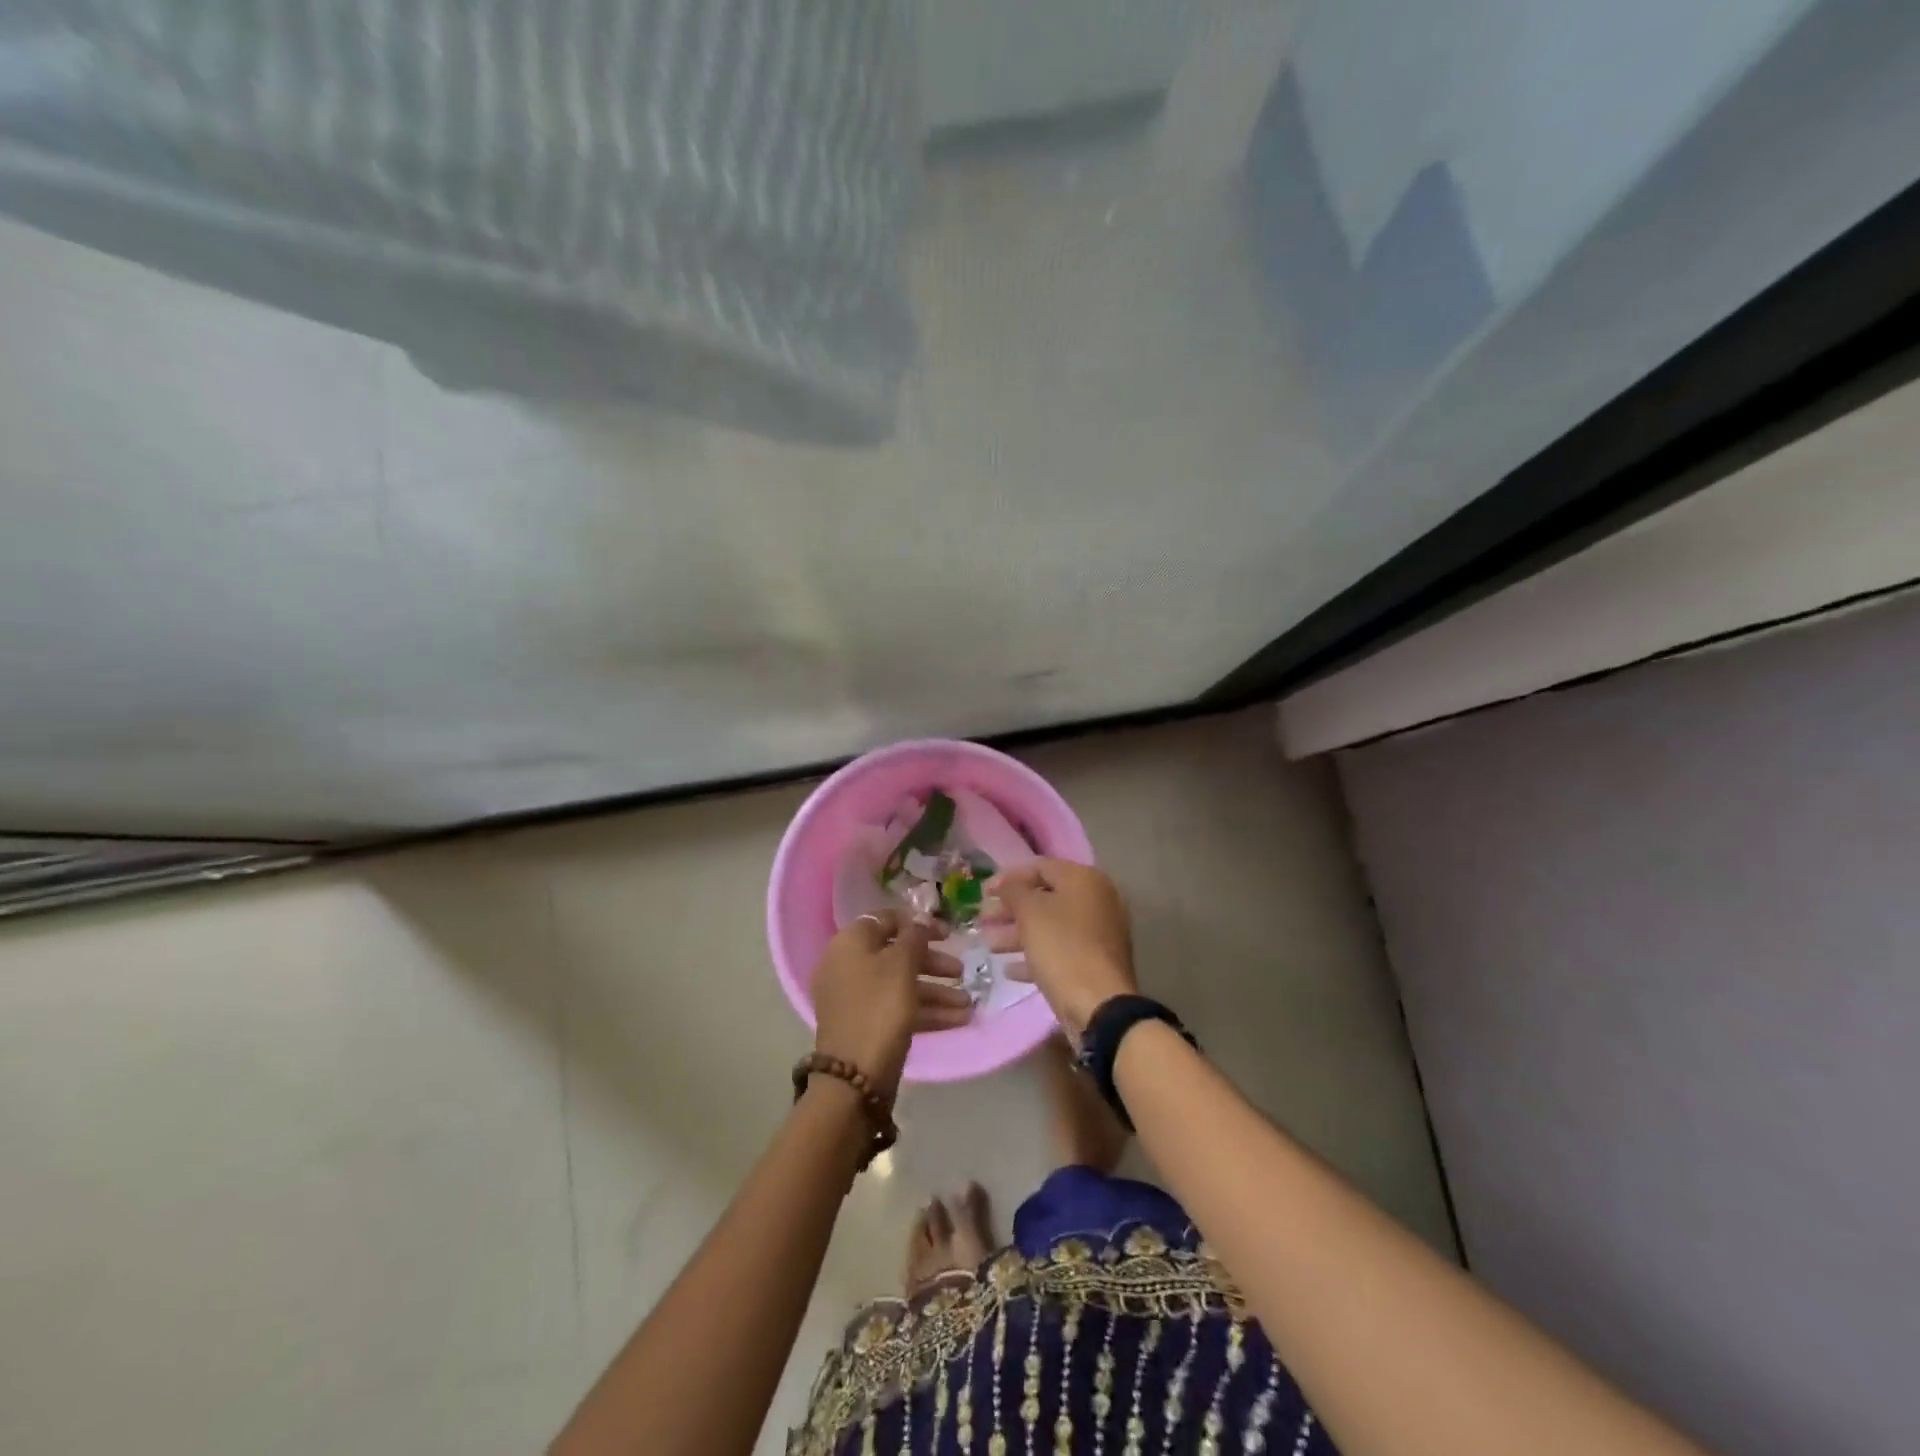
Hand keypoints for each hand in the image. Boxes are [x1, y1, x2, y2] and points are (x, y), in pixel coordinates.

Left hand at [810, 910, 971, 1095]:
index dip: (918, 923)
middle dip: (933, 963)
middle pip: (897, 954)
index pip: (886, 920)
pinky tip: (960, 1019)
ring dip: (937, 991)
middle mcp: (849, 966)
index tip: (947, 933)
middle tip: (961, 970)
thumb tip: (919, 920)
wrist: (855, 1076)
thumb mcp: (901, 964)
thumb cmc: (879, 1007)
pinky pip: (899, 1008)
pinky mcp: (868, 1025)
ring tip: (968, 1003)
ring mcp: (857, 998)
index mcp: (850, 943)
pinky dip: (927, 1011)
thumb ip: (914, 936)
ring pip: (902, 984)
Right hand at [982, 859, 1136, 1043]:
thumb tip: (1008, 883)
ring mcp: (1099, 933)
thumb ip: (1014, 890)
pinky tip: (1009, 969)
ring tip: (989, 945)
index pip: (1040, 867)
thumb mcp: (1030, 913)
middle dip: (1010, 909)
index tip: (983, 892)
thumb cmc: (1062, 948)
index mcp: (1085, 880)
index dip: (1008, 877)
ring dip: (1017, 933)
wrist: (1099, 1005)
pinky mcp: (1095, 962)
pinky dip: (1035, 955)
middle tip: (983, 919)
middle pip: (1045, 897)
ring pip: (1051, 926)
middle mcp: (1097, 900)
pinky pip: (1060, 950)